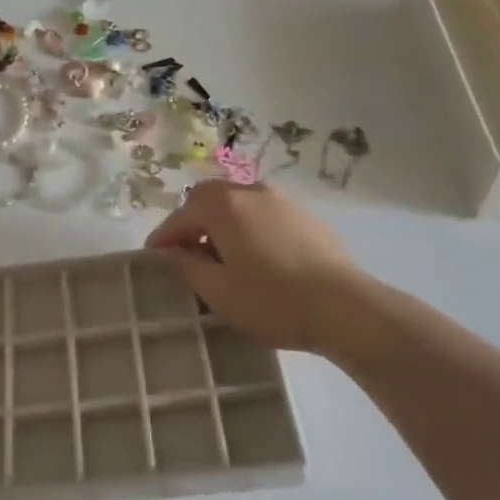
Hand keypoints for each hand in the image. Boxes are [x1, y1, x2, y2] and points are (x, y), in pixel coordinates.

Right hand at [146, 182, 387, 355]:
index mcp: (223, 205)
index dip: (163, 238)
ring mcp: (282, 200)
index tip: (153, 257)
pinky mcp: (306, 216)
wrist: (346, 308)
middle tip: (186, 252)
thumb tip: (170, 252)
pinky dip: (249, 227)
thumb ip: (187, 266)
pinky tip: (257, 257)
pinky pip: (264, 214)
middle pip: (209, 199)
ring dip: (222, 223)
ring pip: (238, 203)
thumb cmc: (272, 300)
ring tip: (222, 255)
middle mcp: (250, 191)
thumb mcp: (218, 291)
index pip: (180, 216)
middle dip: (192, 222)